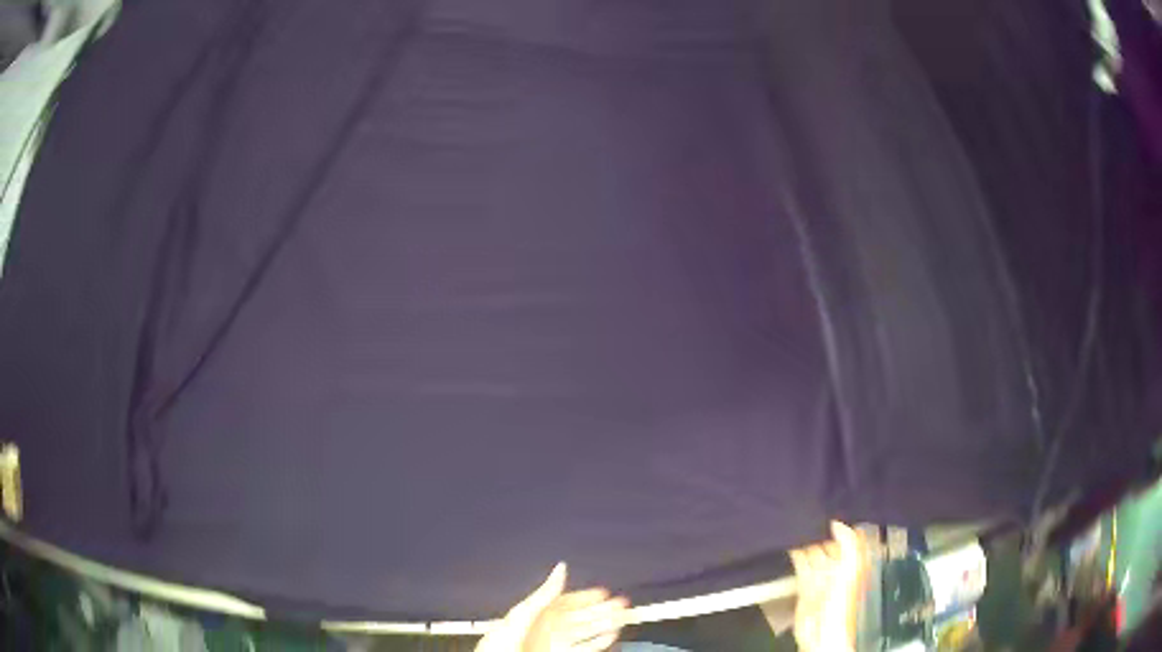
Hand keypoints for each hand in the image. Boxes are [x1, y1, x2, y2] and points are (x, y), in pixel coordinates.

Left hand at [475, 563, 629, 651]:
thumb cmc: (501, 641)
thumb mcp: (523, 613)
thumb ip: (545, 592)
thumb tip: (561, 567)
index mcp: (538, 613)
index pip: (567, 601)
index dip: (586, 596)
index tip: (605, 591)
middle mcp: (549, 627)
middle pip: (581, 616)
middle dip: (602, 609)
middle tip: (623, 603)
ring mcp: (556, 642)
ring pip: (587, 631)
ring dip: (606, 624)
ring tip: (624, 617)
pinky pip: (586, 647)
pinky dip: (600, 641)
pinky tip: (612, 635)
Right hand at [789, 521, 867, 651]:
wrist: (822, 632)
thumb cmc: (841, 602)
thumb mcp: (851, 568)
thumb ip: (849, 543)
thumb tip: (837, 522)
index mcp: (853, 561)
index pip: (848, 536)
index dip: (841, 522)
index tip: (829, 504)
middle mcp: (838, 566)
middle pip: (829, 542)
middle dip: (820, 528)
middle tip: (808, 509)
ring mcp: (821, 575)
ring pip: (813, 551)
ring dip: (806, 539)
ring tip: (796, 521)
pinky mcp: (804, 584)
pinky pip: (801, 564)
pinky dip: (795, 553)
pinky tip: (789, 542)